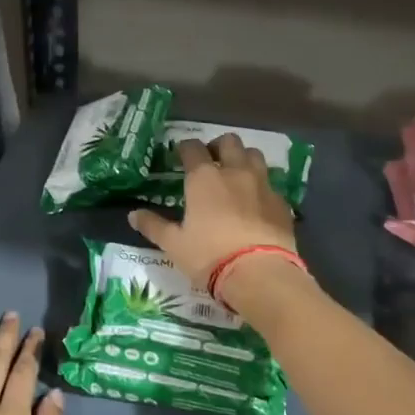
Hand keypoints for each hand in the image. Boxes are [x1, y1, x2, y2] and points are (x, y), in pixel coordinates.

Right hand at [129, 134, 297, 288]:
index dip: (184, 148)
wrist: (259, 273)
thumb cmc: (209, 255)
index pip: (192, 148)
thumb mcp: (174, 244)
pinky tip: (255, 201)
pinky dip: (260, 185)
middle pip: (229, 142)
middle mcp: (234, 172)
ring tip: (236, 175)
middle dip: (218, 146)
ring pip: (254, 155)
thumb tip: (133, 215)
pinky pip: (270, 183)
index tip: (180, 156)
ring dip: (243, 158)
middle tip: (210, 161)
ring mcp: (262, 184)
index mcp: (204, 178)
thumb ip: (154, 226)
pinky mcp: (281, 201)